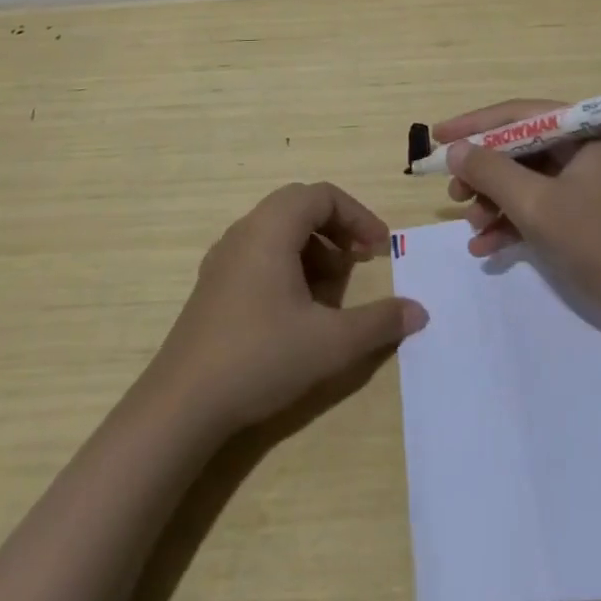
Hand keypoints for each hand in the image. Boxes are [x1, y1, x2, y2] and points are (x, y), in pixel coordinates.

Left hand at [147, 182, 427, 437]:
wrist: (181, 405)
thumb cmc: (260, 358)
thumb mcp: (330, 342)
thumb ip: (379, 322)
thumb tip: (419, 311)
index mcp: (272, 228)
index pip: (322, 195)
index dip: (357, 216)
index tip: (379, 248)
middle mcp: (245, 230)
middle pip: (299, 205)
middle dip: (336, 227)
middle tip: (359, 259)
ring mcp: (224, 257)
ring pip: (277, 229)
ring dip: (312, 246)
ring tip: (332, 288)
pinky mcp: (212, 284)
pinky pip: (258, 252)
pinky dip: (287, 263)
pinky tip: (296, 308)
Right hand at [438, 99, 600, 312]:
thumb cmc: (598, 242)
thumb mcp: (537, 205)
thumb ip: (491, 172)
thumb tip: (454, 148)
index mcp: (585, 130)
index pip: (519, 114)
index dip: (474, 124)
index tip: (437, 136)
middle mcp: (585, 147)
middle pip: (519, 147)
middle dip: (483, 171)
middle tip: (453, 191)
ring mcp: (585, 181)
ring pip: (524, 178)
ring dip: (493, 200)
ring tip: (470, 225)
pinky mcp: (582, 212)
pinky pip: (537, 204)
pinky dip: (511, 221)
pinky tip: (484, 247)